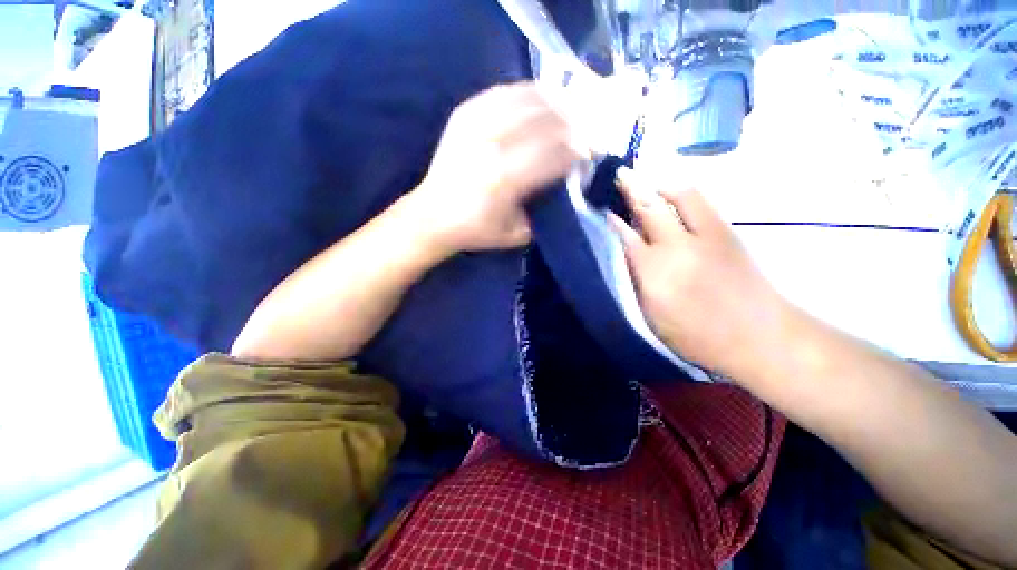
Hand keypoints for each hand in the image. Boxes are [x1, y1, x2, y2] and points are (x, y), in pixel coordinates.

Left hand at [411, 82, 587, 253]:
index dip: (577, 151)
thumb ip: (543, 211)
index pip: (554, 155)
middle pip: (544, 120)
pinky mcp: (463, 115)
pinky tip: (539, 99)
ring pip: (525, 99)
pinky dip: (525, 93)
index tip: (589, 153)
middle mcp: (491, 146)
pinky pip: (501, 93)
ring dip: (554, 102)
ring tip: (568, 110)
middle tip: (583, 130)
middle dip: (572, 123)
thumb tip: (564, 186)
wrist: (432, 216)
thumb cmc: (475, 230)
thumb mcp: (515, 234)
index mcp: (505, 180)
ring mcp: (475, 125)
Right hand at [608, 168, 790, 381]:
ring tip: (644, 182)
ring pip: (676, 197)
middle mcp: (676, 248)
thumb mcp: (652, 317)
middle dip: (630, 190)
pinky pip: (699, 200)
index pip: (625, 237)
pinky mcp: (726, 232)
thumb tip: (625, 253)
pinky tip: (670, 193)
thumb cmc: (697, 336)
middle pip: (648, 209)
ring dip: (656, 186)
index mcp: (654, 275)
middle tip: (618, 176)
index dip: (612, 221)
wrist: (760, 337)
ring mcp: (704, 236)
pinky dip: (680, 192)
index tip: (602, 210)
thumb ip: (635, 281)